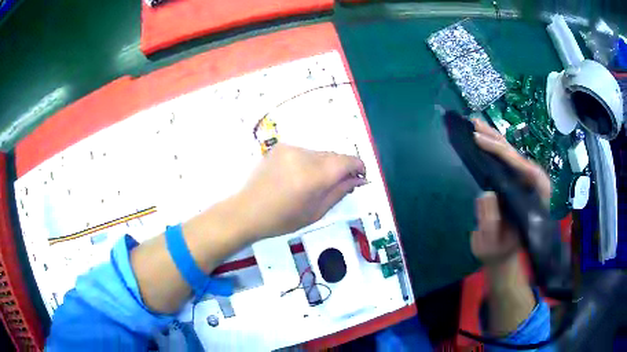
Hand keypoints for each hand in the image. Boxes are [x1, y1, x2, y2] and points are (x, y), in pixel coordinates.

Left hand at [234, 144, 366, 238]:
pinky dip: (310, 162)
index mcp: (314, 176)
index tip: (361, 177)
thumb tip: (360, 179)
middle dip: (342, 168)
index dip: (359, 167)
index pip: (347, 161)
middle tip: (340, 185)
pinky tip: (299, 176)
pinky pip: (306, 152)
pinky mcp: (281, 147)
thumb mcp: (316, 212)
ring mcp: (291, 149)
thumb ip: (340, 191)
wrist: (247, 210)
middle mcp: (304, 156)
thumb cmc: (282, 219)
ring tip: (315, 183)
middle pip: (335, 155)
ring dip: (325, 165)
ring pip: (320, 153)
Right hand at [470, 118, 550, 265]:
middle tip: (475, 127)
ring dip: (494, 138)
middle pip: (518, 157)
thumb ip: (490, 223)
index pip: (525, 170)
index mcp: (536, 201)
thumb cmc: (498, 251)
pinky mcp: (516, 180)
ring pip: (512, 154)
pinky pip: (507, 160)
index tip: (482, 143)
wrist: (503, 254)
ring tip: (475, 124)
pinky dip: (494, 146)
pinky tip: (483, 136)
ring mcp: (525, 182)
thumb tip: (486, 194)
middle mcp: (534, 186)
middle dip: (497, 141)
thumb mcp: (491, 244)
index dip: (504, 155)